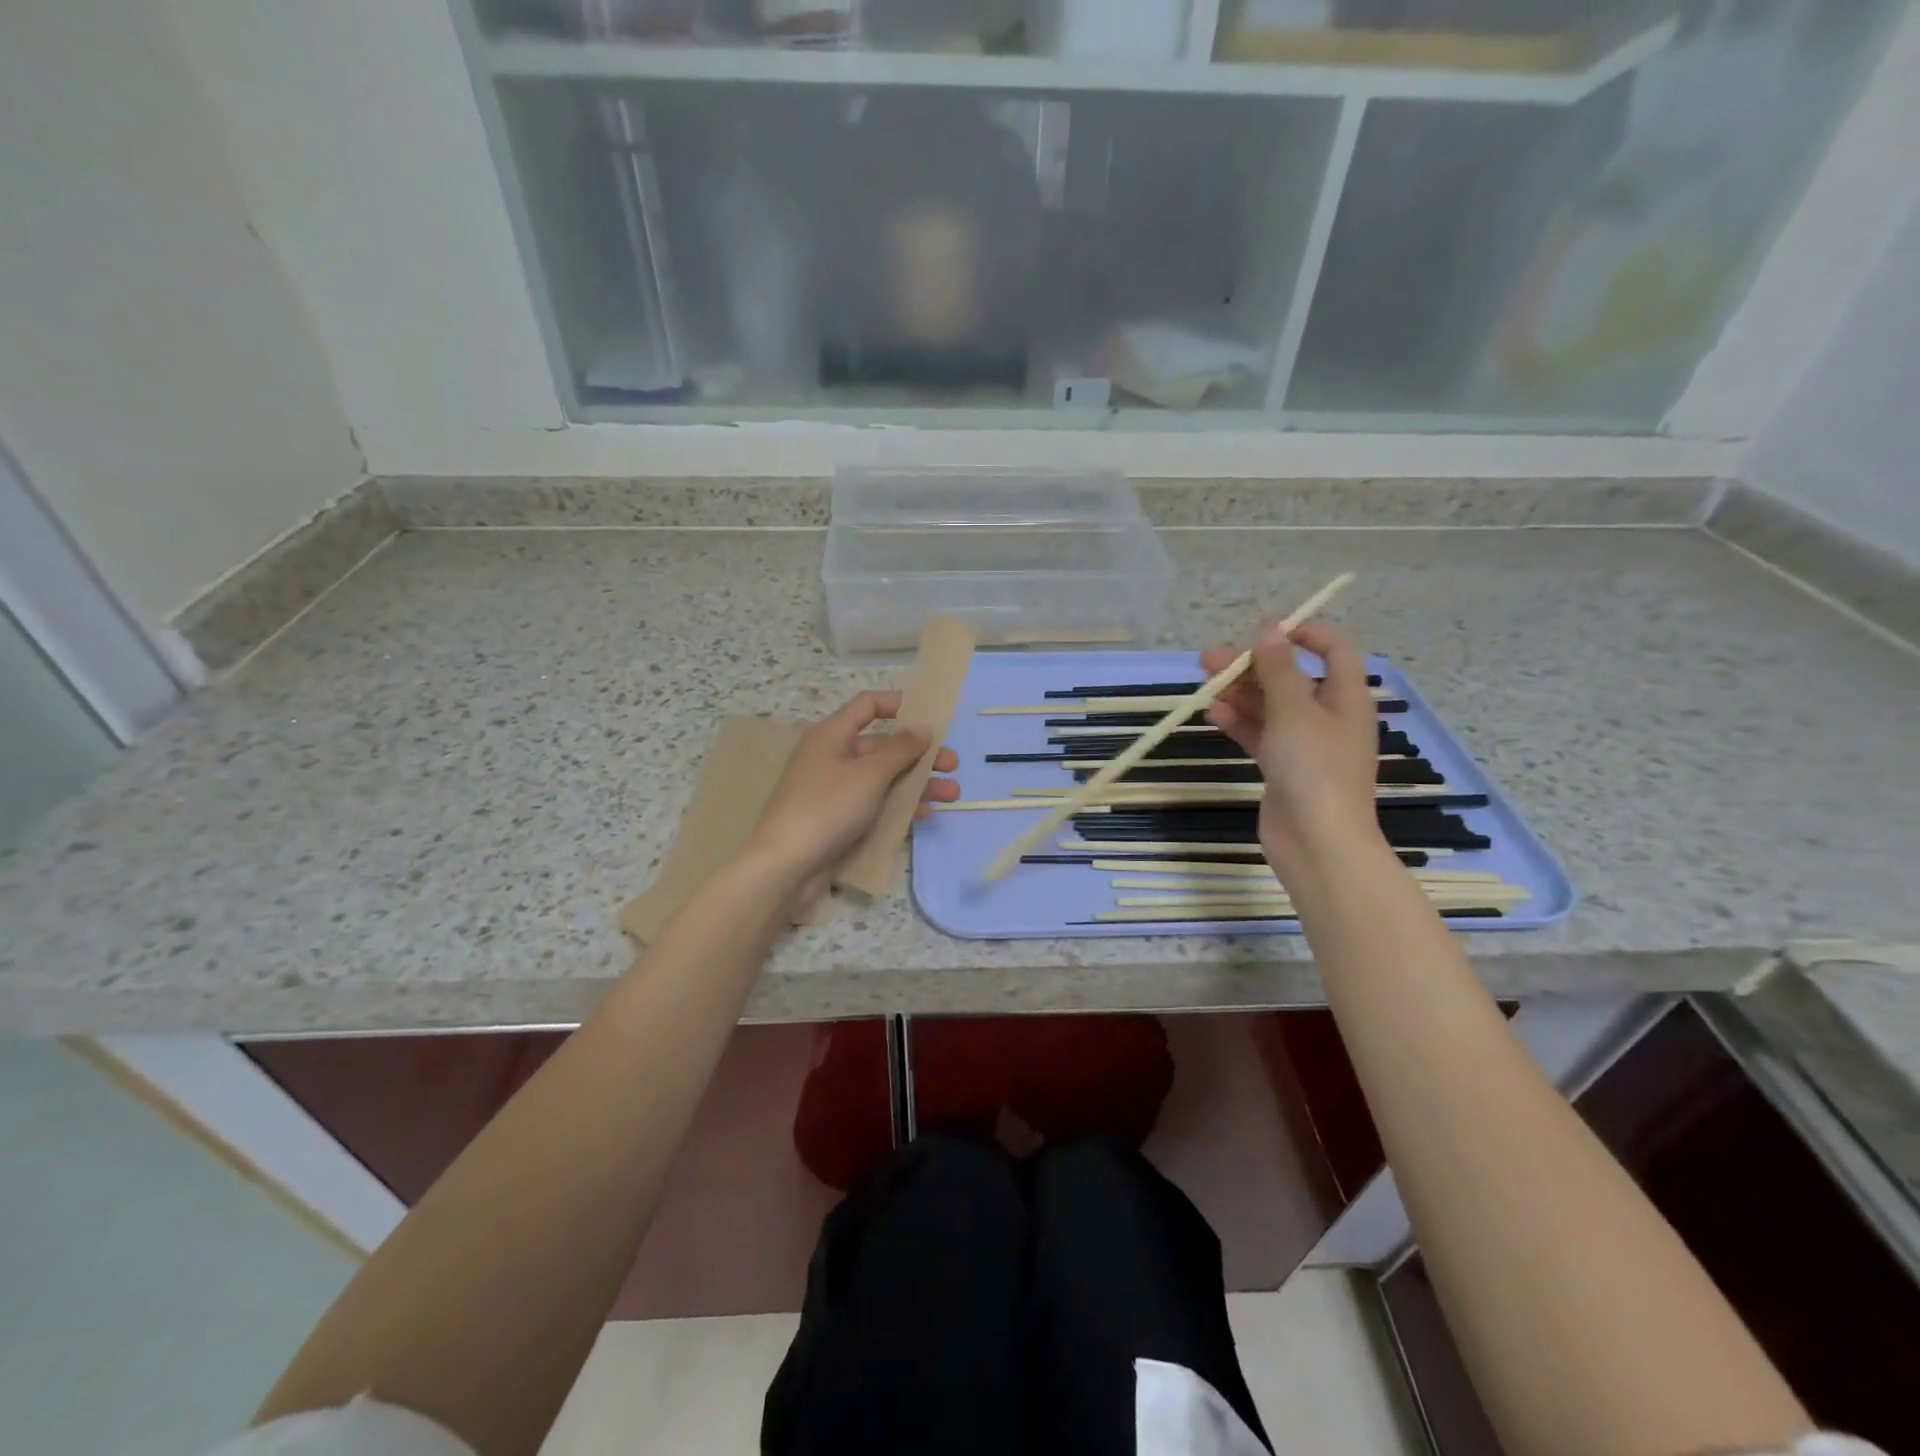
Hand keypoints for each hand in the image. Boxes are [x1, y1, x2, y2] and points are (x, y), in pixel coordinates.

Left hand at [744, 690, 959, 884]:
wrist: (786, 866)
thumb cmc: (827, 808)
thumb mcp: (869, 774)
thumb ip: (900, 749)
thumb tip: (922, 728)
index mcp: (833, 735)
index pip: (868, 705)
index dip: (900, 704)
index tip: (932, 715)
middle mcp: (833, 757)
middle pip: (883, 746)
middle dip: (920, 754)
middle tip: (953, 765)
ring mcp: (836, 790)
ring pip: (884, 778)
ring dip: (918, 783)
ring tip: (952, 795)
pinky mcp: (840, 819)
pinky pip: (876, 804)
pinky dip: (900, 806)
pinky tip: (925, 815)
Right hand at [1200, 622, 1383, 863]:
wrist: (1318, 843)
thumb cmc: (1315, 769)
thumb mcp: (1295, 711)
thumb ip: (1278, 669)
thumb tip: (1269, 628)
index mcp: (1346, 698)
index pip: (1334, 651)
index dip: (1303, 634)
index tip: (1265, 630)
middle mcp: (1328, 717)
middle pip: (1291, 678)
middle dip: (1253, 665)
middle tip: (1211, 659)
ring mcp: (1304, 745)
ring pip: (1270, 707)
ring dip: (1240, 693)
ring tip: (1204, 683)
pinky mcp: (1282, 768)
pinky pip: (1260, 734)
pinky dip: (1239, 722)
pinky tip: (1213, 713)